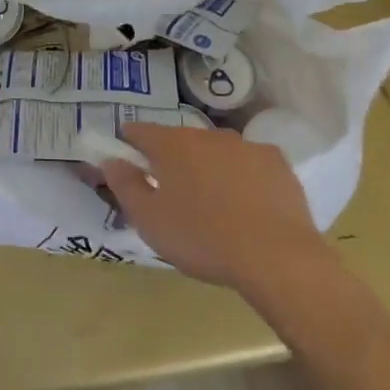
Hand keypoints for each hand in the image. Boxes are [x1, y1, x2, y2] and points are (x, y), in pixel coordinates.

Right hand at [102, 122, 339, 302]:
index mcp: (171, 144)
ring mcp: (244, 145)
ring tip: (212, 202)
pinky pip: (248, 164)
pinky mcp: (276, 162)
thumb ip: (125, 185)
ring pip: (215, 151)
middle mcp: (206, 134)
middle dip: (171, 159)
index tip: (127, 161)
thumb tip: (111, 160)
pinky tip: (247, 205)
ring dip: (207, 167)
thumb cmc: (202, 238)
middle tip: (171, 192)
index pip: (140, 131)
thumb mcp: (149, 220)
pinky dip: (242, 177)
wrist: (277, 258)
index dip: (129, 143)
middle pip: (179, 140)